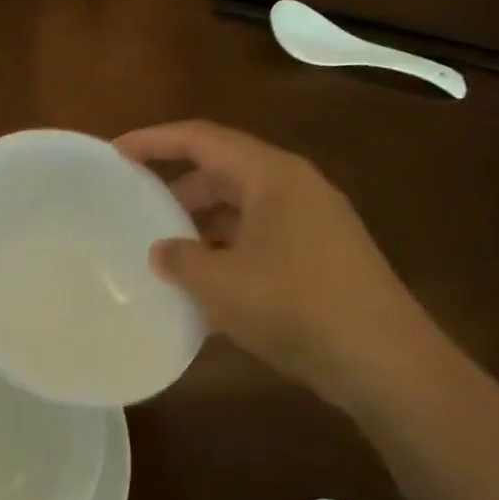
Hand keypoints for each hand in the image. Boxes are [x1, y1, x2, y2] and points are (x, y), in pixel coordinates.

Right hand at [116, 120, 439, 409]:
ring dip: (201, 223)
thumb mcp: (221, 284)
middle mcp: (294, 187)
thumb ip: (180, 260)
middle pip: (223, 170)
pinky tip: (204, 284)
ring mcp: (312, 221)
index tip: (115, 154)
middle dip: (176, 187)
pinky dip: (226, 249)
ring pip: (242, 207)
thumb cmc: (296, 306)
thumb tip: (161, 250)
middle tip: (136, 209)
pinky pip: (259, 236)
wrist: (383, 360)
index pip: (202, 139)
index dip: (154, 141)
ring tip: (164, 249)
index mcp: (271, 175)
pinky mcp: (320, 255)